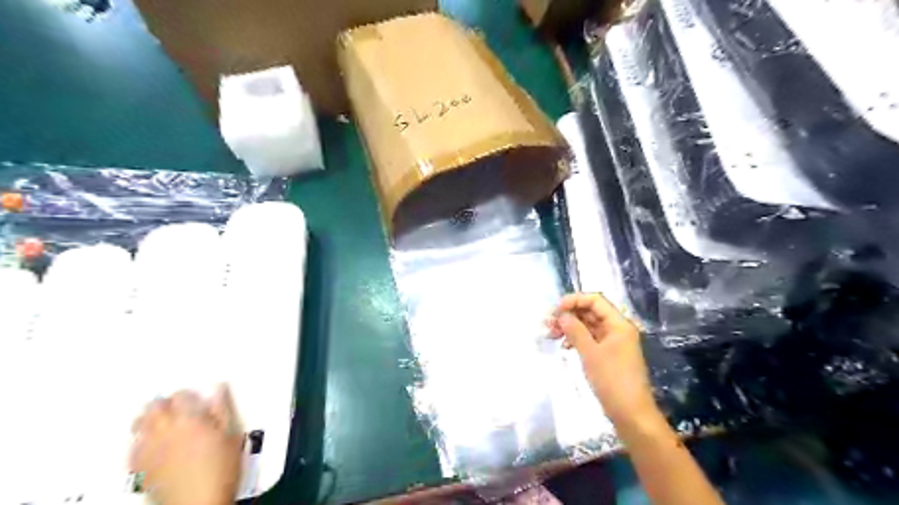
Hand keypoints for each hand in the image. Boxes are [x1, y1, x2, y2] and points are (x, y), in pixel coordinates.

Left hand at [129, 386, 241, 504]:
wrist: (199, 503)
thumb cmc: (222, 467)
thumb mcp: (231, 434)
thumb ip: (223, 408)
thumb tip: (219, 387)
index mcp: (190, 419)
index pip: (181, 396)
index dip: (188, 395)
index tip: (195, 399)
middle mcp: (165, 430)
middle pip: (154, 406)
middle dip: (164, 403)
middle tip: (177, 407)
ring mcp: (149, 449)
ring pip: (139, 423)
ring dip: (149, 418)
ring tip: (161, 421)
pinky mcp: (139, 467)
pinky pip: (133, 445)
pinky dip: (141, 438)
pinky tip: (151, 442)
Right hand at [545, 293, 658, 426]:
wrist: (631, 414)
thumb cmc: (612, 381)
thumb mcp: (590, 354)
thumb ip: (575, 331)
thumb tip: (562, 315)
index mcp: (618, 324)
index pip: (595, 300)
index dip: (574, 300)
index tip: (555, 309)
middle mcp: (617, 329)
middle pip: (591, 312)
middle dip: (569, 314)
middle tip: (548, 323)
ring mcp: (613, 343)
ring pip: (588, 326)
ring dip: (570, 327)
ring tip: (551, 334)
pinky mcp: (608, 355)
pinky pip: (590, 339)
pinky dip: (576, 339)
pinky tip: (564, 346)